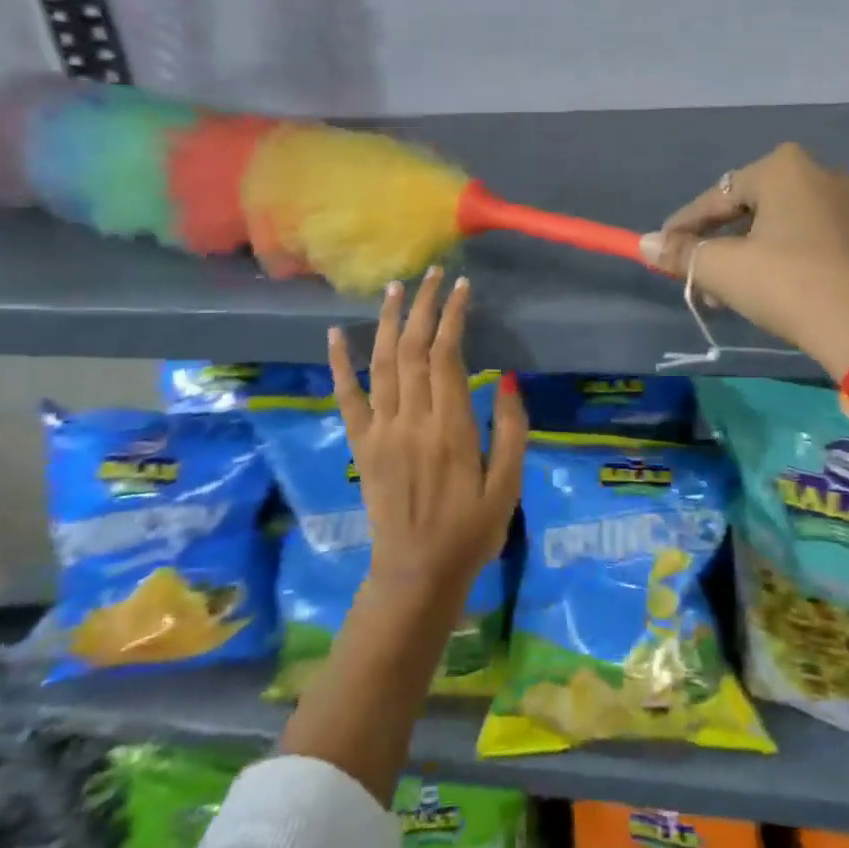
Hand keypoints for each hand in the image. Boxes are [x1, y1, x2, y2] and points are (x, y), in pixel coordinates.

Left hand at [327, 268, 526, 612]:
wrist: (417, 574)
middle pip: (412, 350)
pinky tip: (335, 335)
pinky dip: (339, 364)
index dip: (452, 317)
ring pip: (380, 364)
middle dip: (422, 307)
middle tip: (433, 273)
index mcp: (451, 429)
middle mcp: (411, 421)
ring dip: (386, 322)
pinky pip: (346, 398)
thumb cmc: (472, 531)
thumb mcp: (509, 486)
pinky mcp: (361, 445)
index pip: (447, 356)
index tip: (461, 287)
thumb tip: (510, 379)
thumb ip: (512, 430)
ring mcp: (380, 432)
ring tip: (395, 287)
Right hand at [640, 143, 848, 378]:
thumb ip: (682, 254)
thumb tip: (645, 243)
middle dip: (734, 242)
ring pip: (813, 225)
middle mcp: (835, 175)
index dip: (687, 224)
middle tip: (713, 280)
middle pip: (767, 209)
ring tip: (765, 290)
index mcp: (788, 170)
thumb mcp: (724, 271)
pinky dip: (833, 261)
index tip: (667, 247)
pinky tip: (824, 288)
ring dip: (782, 250)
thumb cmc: (791, 287)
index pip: (720, 195)